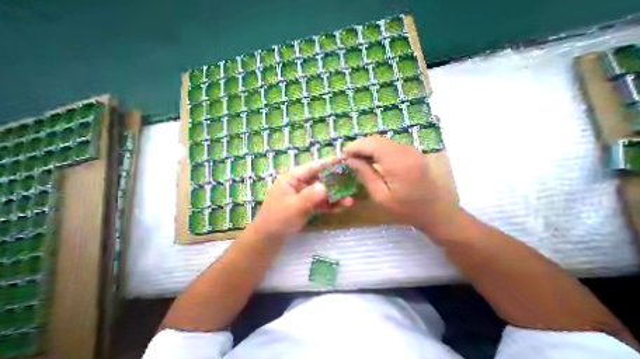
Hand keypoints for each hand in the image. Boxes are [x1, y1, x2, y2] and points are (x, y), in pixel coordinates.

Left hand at [249, 158, 352, 239]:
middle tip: (352, 181)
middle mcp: (300, 183)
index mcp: (292, 178)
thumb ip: (310, 196)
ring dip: (335, 196)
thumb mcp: (294, 206)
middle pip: (321, 179)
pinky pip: (321, 202)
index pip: (312, 167)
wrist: (270, 236)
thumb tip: (325, 187)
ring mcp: (305, 194)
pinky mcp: (308, 204)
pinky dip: (331, 205)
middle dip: (336, 182)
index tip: (343, 159)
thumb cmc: (278, 218)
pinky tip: (342, 207)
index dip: (328, 163)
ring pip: (323, 192)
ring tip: (350, 200)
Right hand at [345, 136, 459, 233]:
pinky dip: (377, 149)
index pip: (371, 144)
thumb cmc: (406, 209)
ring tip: (358, 160)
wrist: (435, 211)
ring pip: (383, 141)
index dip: (355, 146)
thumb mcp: (380, 196)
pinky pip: (390, 145)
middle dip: (360, 146)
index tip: (343, 155)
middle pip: (377, 139)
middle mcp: (405, 151)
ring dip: (368, 147)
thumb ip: (365, 174)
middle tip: (349, 158)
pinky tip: (372, 160)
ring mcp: (411, 150)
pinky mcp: (412, 152)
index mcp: (397, 162)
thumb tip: (350, 160)